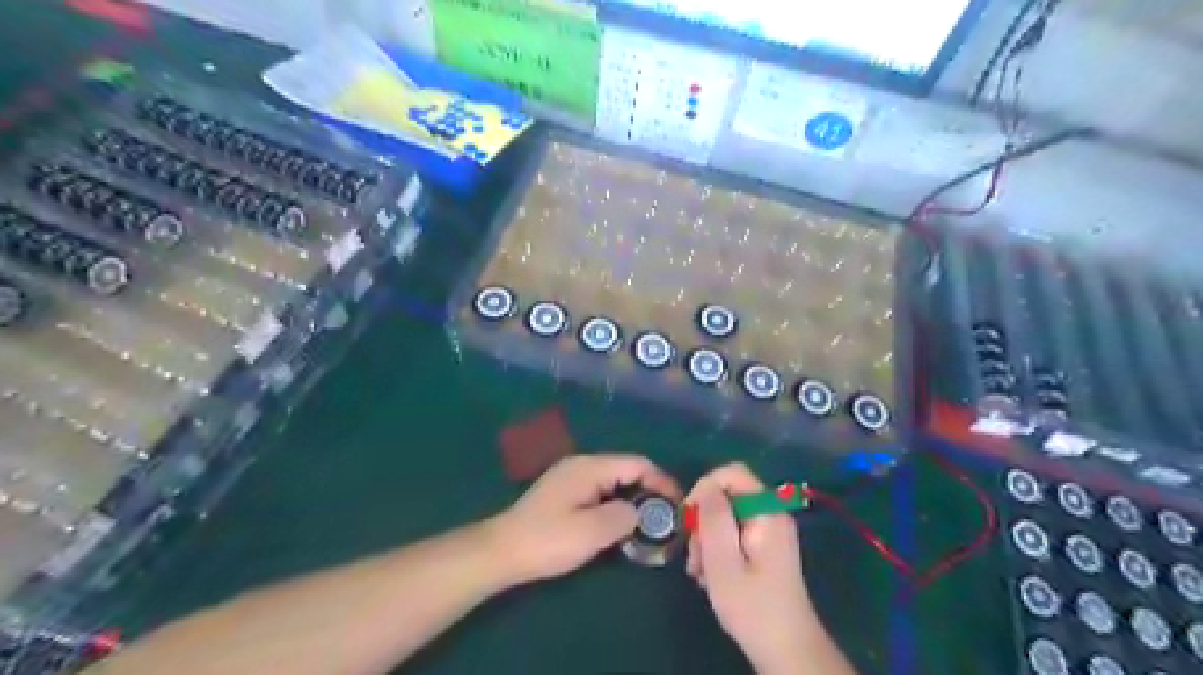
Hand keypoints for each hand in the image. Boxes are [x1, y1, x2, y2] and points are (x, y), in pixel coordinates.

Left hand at [486, 454, 673, 585]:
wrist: (502, 550)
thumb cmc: (548, 540)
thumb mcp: (592, 531)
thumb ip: (624, 516)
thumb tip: (640, 512)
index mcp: (590, 467)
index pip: (637, 463)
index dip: (661, 481)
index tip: (679, 504)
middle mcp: (583, 465)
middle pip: (626, 470)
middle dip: (650, 491)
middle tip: (666, 518)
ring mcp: (572, 478)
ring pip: (614, 482)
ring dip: (633, 499)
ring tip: (649, 524)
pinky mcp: (565, 494)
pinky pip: (601, 492)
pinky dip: (617, 504)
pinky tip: (620, 525)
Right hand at [685, 463, 817, 674]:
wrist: (785, 648)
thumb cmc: (752, 605)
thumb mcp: (722, 560)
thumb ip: (713, 517)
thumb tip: (705, 486)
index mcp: (766, 511)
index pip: (731, 473)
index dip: (705, 487)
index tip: (688, 518)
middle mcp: (771, 513)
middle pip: (727, 494)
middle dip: (704, 520)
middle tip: (694, 554)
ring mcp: (769, 530)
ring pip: (726, 515)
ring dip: (707, 538)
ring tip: (699, 571)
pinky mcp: (765, 546)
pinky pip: (734, 532)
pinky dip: (717, 548)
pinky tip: (710, 574)